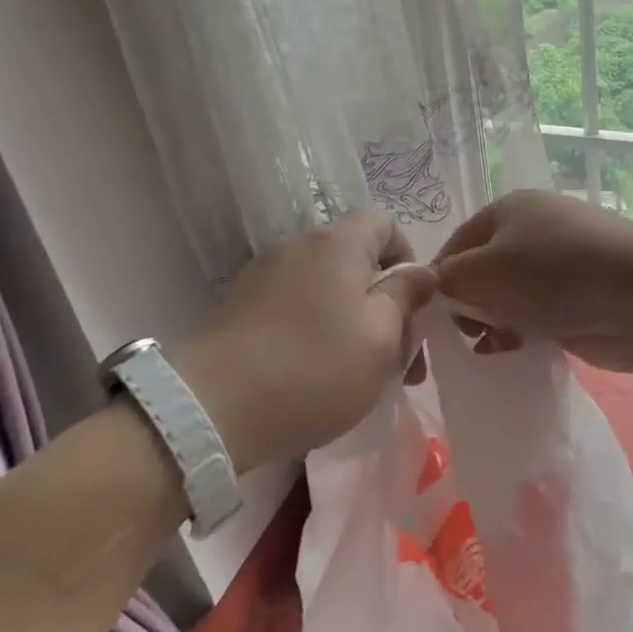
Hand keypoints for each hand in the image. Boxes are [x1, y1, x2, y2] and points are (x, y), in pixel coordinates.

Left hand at [174, 212, 437, 472]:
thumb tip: (422, 272)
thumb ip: (405, 298)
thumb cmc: (313, 369)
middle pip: (356, 258)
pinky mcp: (238, 306)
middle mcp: (298, 245)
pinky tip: (312, 373)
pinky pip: (293, 305)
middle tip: (397, 358)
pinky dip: (313, 329)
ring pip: (325, 286)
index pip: (385, 222)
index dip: (407, 257)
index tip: (412, 306)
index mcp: (338, 243)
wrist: (210, 409)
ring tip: (357, 373)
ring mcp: (263, 274)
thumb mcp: (381, 339)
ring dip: (350, 319)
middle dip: (383, 301)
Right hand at [434, 190, 632, 372]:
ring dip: (497, 325)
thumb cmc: (553, 274)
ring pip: (512, 298)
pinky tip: (522, 352)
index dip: (440, 281)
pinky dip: (527, 334)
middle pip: (484, 272)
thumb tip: (436, 289)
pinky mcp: (582, 298)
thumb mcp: (483, 272)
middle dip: (470, 306)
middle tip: (466, 338)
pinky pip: (539, 317)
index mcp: (509, 209)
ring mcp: (562, 265)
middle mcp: (535, 230)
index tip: (431, 320)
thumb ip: (448, 280)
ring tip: (496, 347)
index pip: (457, 244)